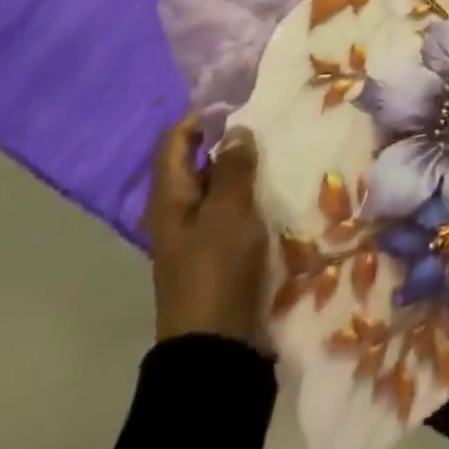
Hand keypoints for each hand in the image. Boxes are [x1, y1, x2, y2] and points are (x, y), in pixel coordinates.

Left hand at [145, 112, 270, 346]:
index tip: (240, 101)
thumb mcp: (228, 212)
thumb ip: (233, 167)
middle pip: (199, 160)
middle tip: (267, 119)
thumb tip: (236, 129)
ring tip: (279, 146)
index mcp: (169, 198)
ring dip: (243, 166)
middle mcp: (178, 210)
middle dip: (229, 138)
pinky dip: (250, 192)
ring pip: (219, 184)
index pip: (176, 141)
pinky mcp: (218, 250)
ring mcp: (197, 233)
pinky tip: (276, 185)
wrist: (217, 347)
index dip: (203, 116)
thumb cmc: (217, 270)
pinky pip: (232, 208)